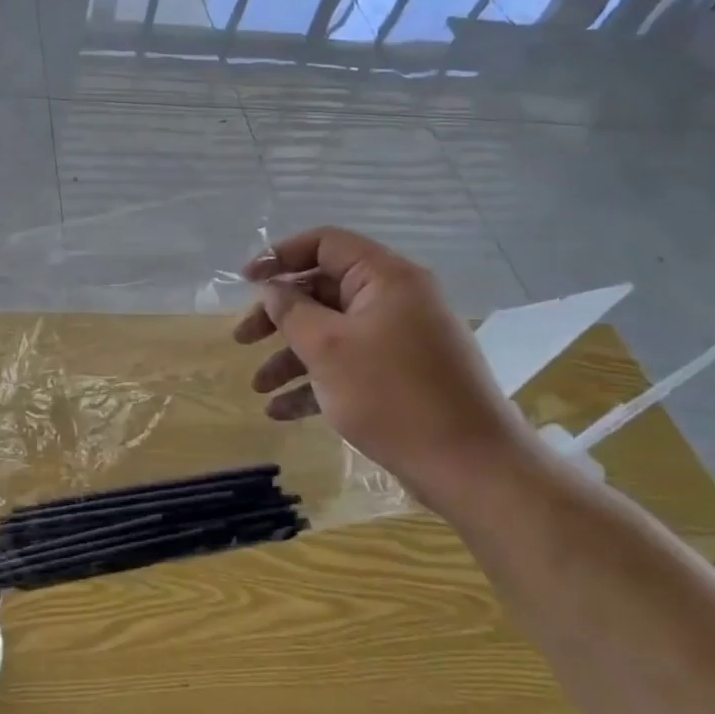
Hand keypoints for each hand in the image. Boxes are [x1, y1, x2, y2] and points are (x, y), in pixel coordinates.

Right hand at [234, 227, 537, 512]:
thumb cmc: (393, 396)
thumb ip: (291, 311)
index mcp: (386, 278)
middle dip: (278, 316)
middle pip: (323, 291)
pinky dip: (316, 382)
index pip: (325, 244)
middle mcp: (397, 300)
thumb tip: (273, 290)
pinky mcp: (403, 376)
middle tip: (242, 339)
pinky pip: (350, 365)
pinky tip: (281, 412)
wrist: (472, 469)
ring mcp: (402, 340)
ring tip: (258, 387)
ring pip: (333, 332)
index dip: (279, 256)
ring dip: (291, 356)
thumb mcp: (328, 348)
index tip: (245, 281)